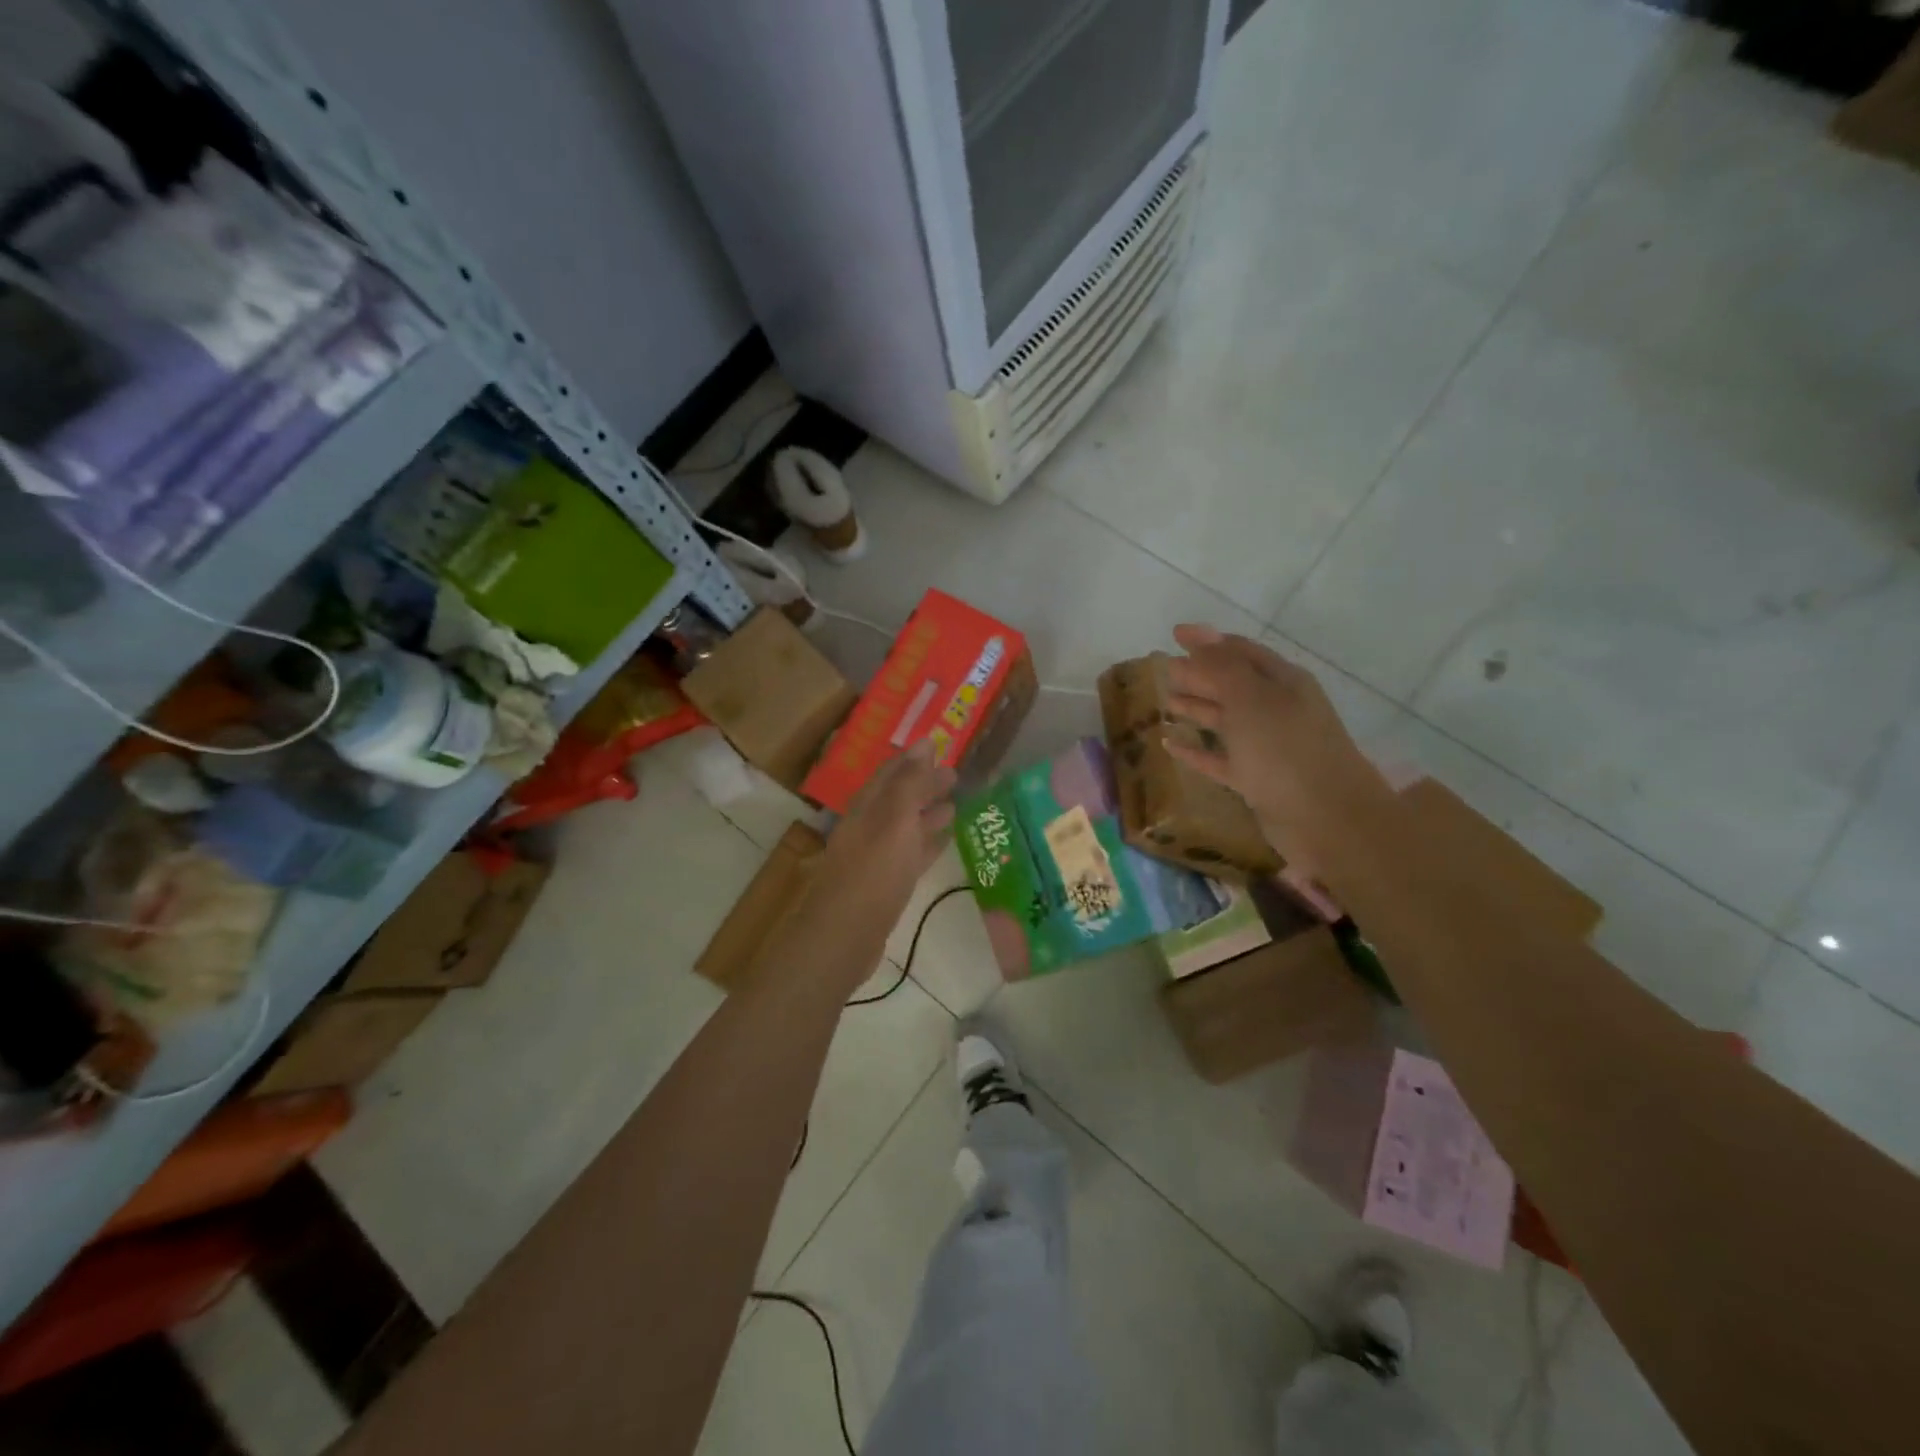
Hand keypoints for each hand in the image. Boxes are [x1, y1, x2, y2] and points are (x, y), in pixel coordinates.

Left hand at [813, 740, 955, 929]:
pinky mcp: (886, 885)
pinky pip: (911, 854)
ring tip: (956, 804)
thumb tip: (924, 743)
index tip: (939, 746)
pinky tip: (946, 841)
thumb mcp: (894, 821)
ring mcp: (876, 857)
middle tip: (955, 775)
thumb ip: (909, 783)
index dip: (914, 759)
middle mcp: (868, 827)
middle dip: (924, 785)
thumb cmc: (872, 874)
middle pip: (899, 799)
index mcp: (867, 808)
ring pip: (906, 827)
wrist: (844, 937)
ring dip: (928, 813)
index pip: (891, 773)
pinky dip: (928, 843)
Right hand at [1163, 624, 1387, 860]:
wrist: (1326, 819)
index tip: (1174, 634)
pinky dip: (1196, 751)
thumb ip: (1221, 666)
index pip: (1241, 651)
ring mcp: (1268, 746)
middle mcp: (1277, 709)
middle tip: (1164, 669)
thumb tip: (1198, 634)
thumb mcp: (1250, 699)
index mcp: (1283, 682)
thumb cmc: (1285, 749)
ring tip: (1166, 702)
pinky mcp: (1257, 780)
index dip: (1208, 641)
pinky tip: (1170, 745)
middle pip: (1233, 683)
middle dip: (1200, 674)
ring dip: (1197, 708)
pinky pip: (1220, 758)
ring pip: (1226, 720)